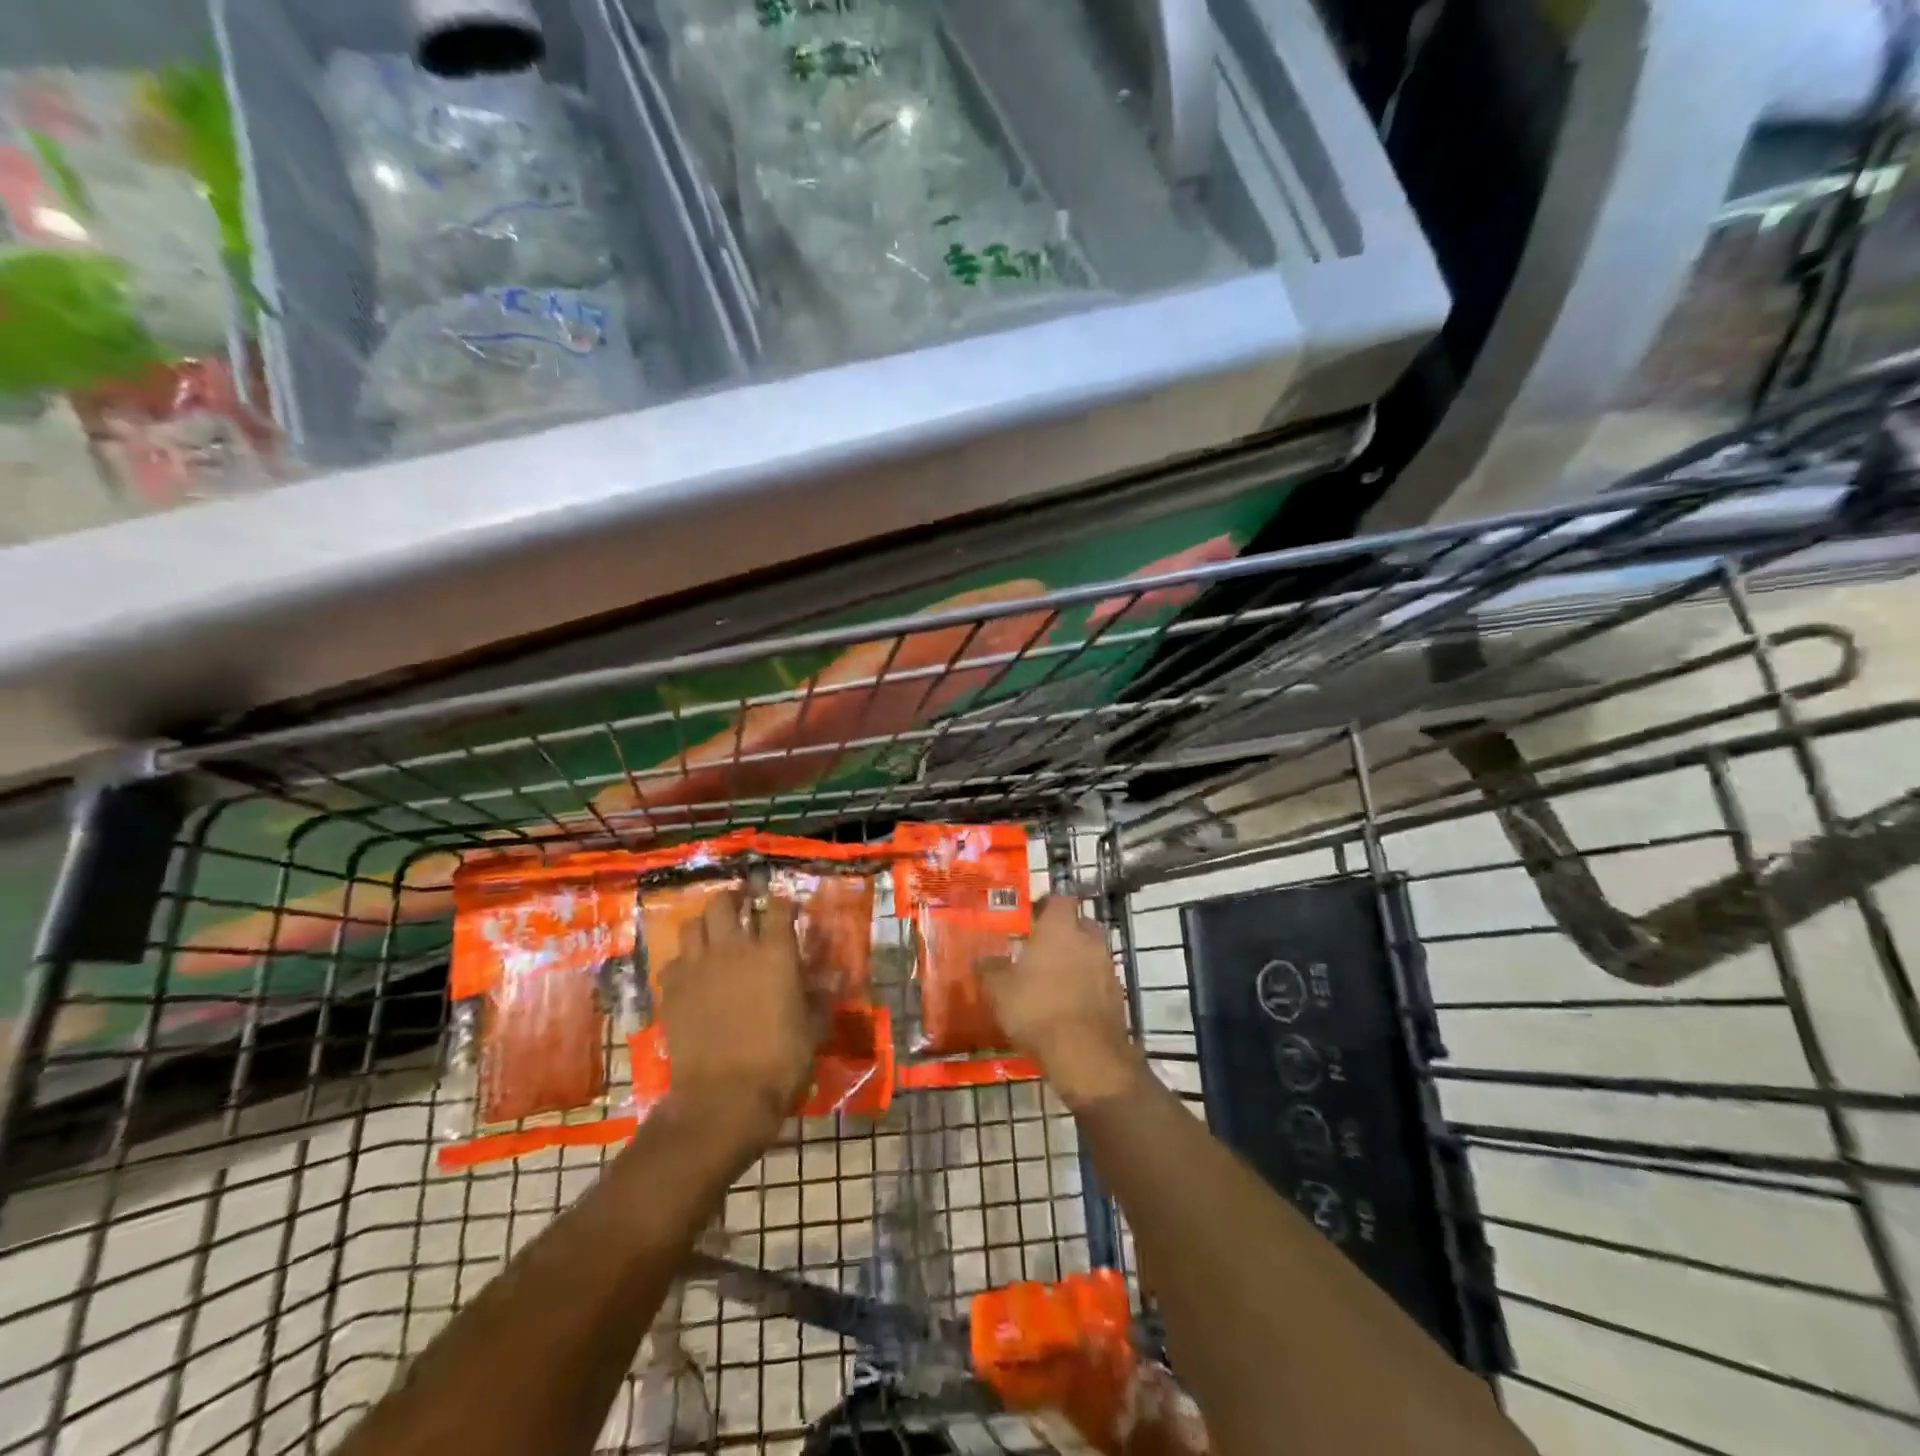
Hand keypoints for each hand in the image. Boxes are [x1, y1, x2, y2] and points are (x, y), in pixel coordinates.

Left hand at [656, 888, 818, 1144]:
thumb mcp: (813, 1029)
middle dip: (733, 899)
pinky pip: (673, 962)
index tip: (786, 908)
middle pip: (723, 903)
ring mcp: (698, 967)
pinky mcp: (672, 991)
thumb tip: (835, 979)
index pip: (778, 907)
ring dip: (704, 925)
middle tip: (742, 907)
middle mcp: (734, 948)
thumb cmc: (780, 1061)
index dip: (783, 903)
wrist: (724, 1097)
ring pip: (692, 925)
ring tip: (713, 935)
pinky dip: (683, 962)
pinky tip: (692, 975)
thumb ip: (821, 998)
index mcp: (774, 952)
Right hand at [979, 897, 1146, 1110]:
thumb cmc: (1037, 1009)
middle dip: (1064, 933)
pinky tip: (1069, 1004)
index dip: (1047, 905)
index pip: (1060, 899)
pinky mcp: (1117, 995)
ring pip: (1091, 953)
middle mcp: (1088, 939)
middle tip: (1042, 949)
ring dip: (1076, 961)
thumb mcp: (999, 990)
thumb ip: (990, 968)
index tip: (1032, 917)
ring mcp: (1107, 967)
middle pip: (1080, 924)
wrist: (1085, 1054)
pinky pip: (1099, 980)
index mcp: (1060, 928)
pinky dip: (1087, 986)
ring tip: (1053, 980)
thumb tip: (981, 959)